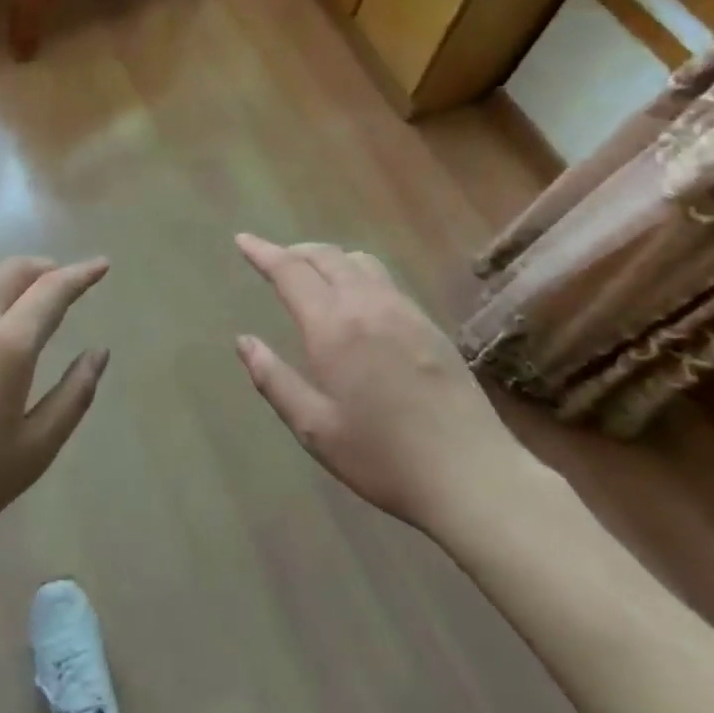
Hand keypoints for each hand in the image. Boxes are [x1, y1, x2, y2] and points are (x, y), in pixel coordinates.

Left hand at [0, 256, 110, 566]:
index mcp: (7, 347)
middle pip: (11, 270)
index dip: (81, 274)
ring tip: (15, 294)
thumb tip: (99, 352)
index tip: (101, 265)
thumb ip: (74, 394)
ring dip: (2, 275)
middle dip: (44, 267)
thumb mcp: (36, 449)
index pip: (52, 290)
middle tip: (60, 279)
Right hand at [234, 235, 540, 534]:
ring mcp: (403, 310)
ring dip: (328, 258)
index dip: (263, 253)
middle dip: (294, 252)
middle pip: (325, 256)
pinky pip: (384, 279)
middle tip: (273, 259)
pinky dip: (357, 272)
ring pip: (359, 261)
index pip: (290, 272)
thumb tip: (244, 341)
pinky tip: (356, 299)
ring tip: (313, 274)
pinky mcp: (428, 322)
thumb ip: (274, 379)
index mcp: (333, 327)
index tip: (243, 240)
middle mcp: (367, 305)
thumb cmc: (382, 457)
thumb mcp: (315, 428)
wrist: (470, 472)